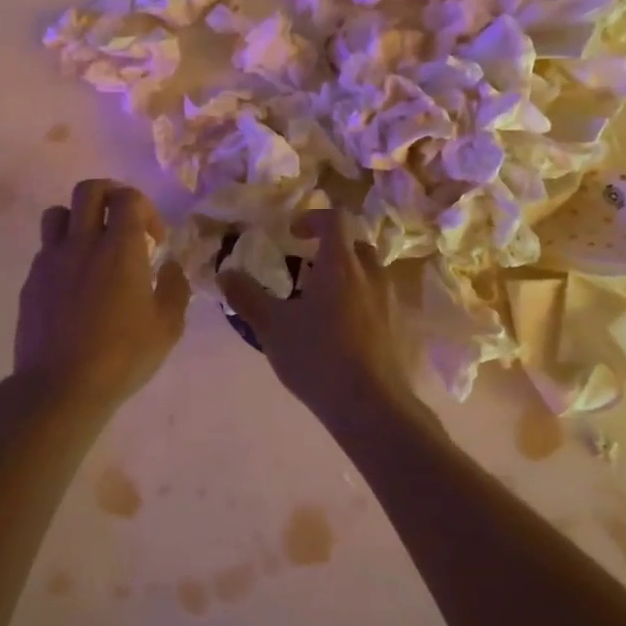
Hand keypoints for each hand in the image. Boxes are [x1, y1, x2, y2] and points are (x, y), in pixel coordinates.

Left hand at [15, 179, 190, 412]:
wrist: (60, 386)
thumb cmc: (122, 357)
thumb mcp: (167, 327)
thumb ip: (174, 288)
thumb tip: (169, 266)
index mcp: (120, 248)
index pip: (128, 198)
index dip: (146, 209)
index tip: (153, 240)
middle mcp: (82, 243)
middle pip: (89, 190)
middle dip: (110, 195)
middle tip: (122, 221)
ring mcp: (51, 260)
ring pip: (58, 213)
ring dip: (78, 219)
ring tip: (91, 246)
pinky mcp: (31, 280)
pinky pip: (46, 249)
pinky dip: (62, 252)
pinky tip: (74, 284)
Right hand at [219, 210, 417, 425]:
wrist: (372, 406)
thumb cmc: (318, 357)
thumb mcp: (272, 327)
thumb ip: (247, 296)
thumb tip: (225, 273)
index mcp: (341, 265)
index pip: (334, 219)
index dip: (312, 219)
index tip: (292, 235)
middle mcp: (371, 275)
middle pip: (355, 245)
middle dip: (330, 249)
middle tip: (305, 270)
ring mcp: (390, 302)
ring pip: (369, 274)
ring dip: (346, 277)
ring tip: (320, 304)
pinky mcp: (399, 328)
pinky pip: (377, 301)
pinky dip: (359, 303)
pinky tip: (340, 333)